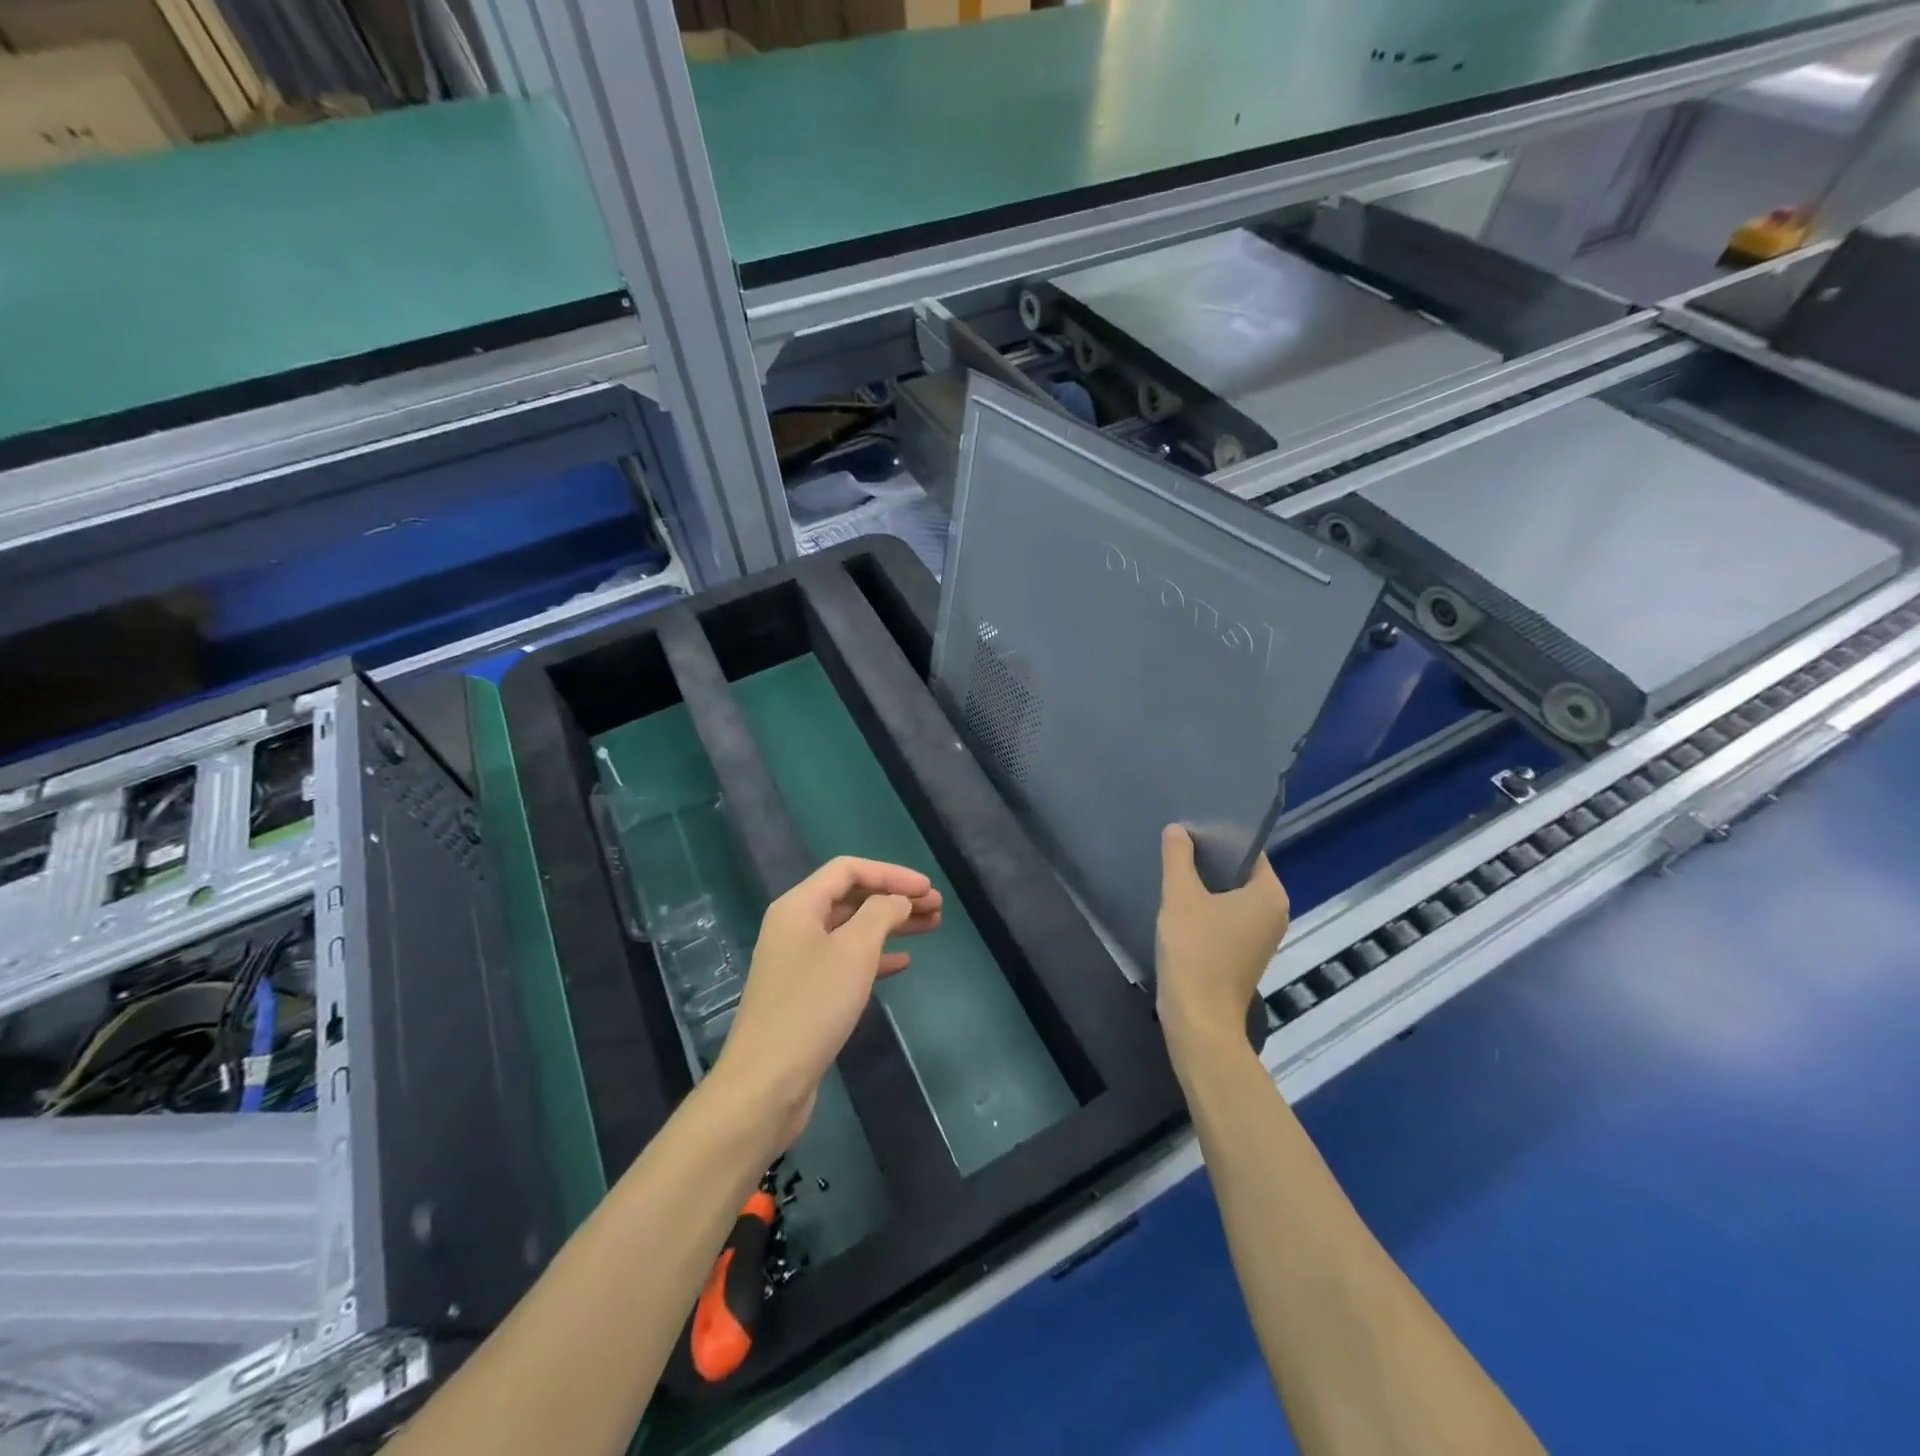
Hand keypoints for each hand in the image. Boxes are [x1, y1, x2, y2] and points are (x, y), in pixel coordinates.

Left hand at [712, 857, 942, 1149]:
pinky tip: (903, 963)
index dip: (891, 873)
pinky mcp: (806, 994)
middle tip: (937, 908)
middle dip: (895, 898)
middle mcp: (795, 927)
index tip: (928, 889)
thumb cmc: (813, 1005)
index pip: (849, 870)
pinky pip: (846, 961)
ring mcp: (798, 961)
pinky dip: (876, 957)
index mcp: (799, 906)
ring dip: (891, 926)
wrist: (767, 1082)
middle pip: (851, 898)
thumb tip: (897, 900)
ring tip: (931, 928)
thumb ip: (881, 913)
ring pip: (852, 930)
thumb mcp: (854, 950)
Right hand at [1155, 825, 1289, 1048]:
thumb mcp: (1181, 897)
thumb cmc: (1195, 952)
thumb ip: (1178, 858)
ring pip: (1231, 896)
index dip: (1218, 835)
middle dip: (1209, 859)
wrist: (1199, 1019)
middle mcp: (1274, 912)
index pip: (1248, 850)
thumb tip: (1177, 829)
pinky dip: (1207, 907)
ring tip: (1174, 868)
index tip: (1189, 826)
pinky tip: (1179, 902)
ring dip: (1205, 884)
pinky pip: (1227, 917)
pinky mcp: (1244, 954)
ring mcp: (1261, 936)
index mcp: (1270, 894)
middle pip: (1240, 872)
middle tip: (1176, 843)